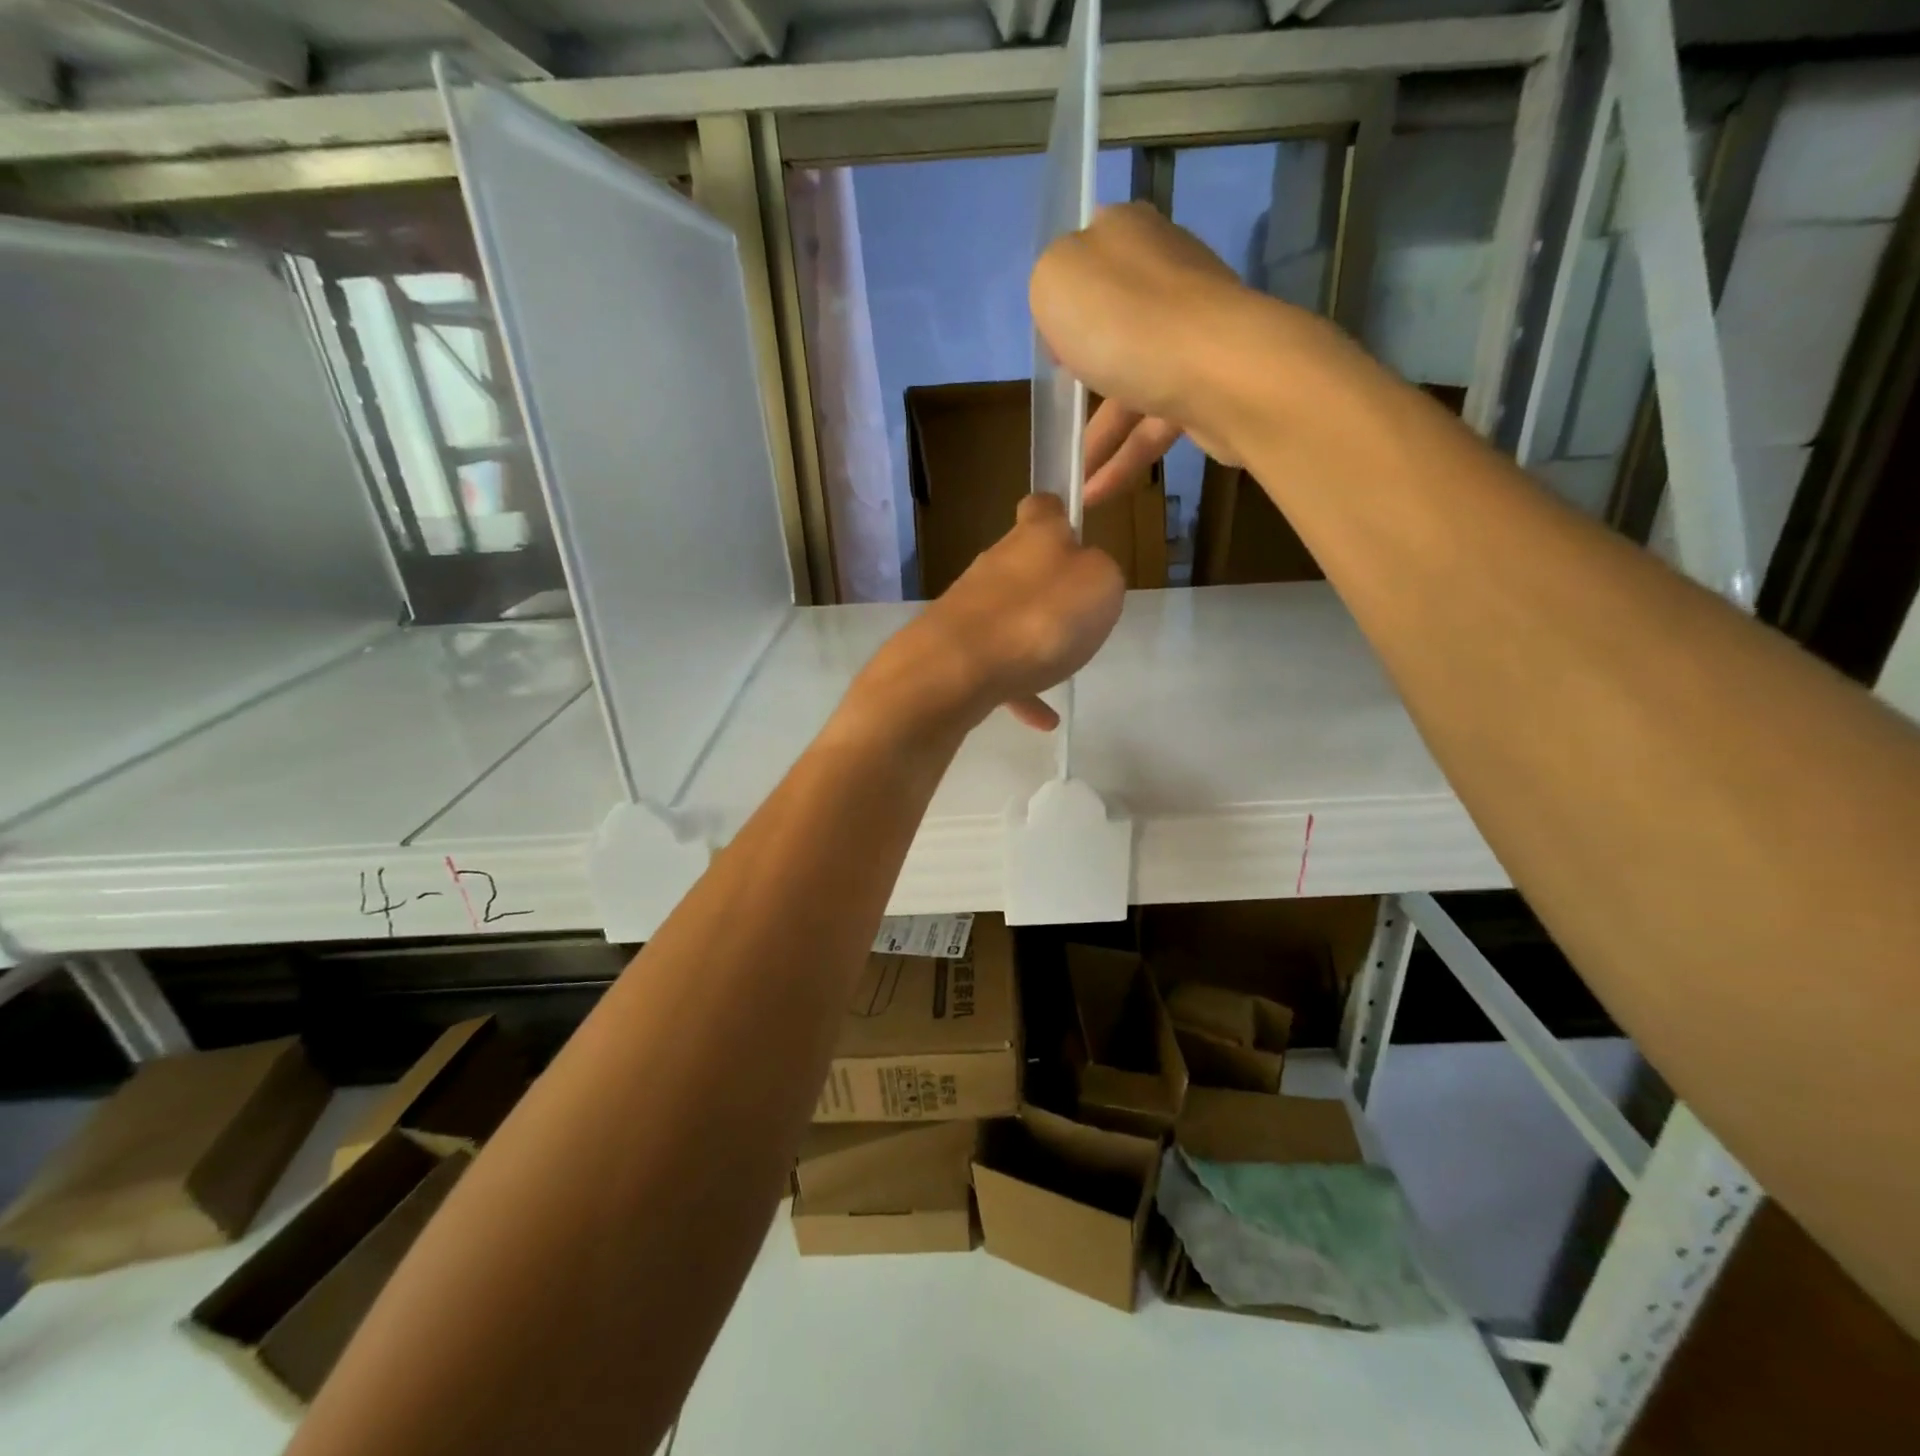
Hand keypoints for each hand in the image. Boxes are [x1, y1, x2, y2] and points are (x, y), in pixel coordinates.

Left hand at [850, 495, 1124, 737]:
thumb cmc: (1042, 617)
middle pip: (1023, 565)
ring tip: (1062, 671)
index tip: (1075, 536)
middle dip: (1047, 587)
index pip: (1043, 506)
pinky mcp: (953, 648)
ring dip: (1034, 641)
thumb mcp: (1101, 584)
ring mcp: (969, 607)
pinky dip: (1019, 687)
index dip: (1060, 516)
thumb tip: (1085, 573)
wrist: (958, 669)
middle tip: (1079, 616)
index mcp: (1034, 536)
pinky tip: (1041, 719)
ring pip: (1009, 618)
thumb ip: (1100, 573)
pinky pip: (997, 666)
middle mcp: (995, 563)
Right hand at [1032, 202, 1334, 506]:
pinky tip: (1093, 496)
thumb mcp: (1055, 280)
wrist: (1219, 371)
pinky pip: (1152, 426)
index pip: (1088, 259)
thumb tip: (1071, 313)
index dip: (1063, 304)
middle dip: (1080, 375)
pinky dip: (1122, 462)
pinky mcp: (1207, 387)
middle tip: (1057, 412)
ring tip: (1068, 483)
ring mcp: (1191, 335)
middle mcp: (1165, 276)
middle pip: (1111, 325)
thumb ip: (1049, 284)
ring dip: (1096, 441)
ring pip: (1130, 387)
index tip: (1049, 347)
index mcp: (1128, 236)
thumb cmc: (1124, 319)